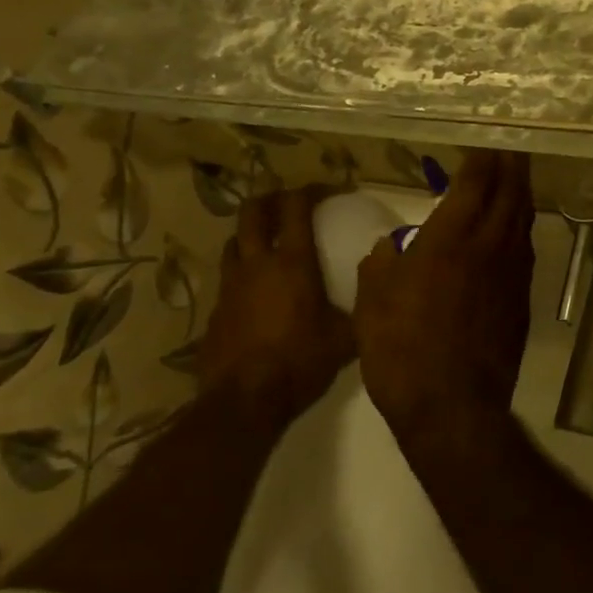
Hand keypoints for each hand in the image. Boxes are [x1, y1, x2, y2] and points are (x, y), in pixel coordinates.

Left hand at [200, 186, 355, 423]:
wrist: (244, 402)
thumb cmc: (301, 361)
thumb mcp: (346, 336)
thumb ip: (362, 306)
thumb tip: (378, 288)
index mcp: (292, 262)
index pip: (297, 207)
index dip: (312, 190)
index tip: (331, 190)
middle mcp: (256, 264)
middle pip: (253, 212)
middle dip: (272, 199)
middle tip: (291, 204)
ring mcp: (230, 287)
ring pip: (234, 242)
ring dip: (252, 234)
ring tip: (270, 245)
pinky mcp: (214, 312)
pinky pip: (228, 279)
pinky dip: (243, 273)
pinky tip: (258, 294)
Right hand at [354, 150, 535, 441]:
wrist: (453, 405)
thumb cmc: (402, 349)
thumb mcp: (373, 303)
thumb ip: (381, 266)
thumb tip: (388, 248)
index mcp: (451, 238)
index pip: (476, 182)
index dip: (484, 158)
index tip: (488, 140)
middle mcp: (489, 245)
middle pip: (510, 192)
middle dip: (513, 165)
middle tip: (513, 146)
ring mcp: (512, 271)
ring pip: (522, 219)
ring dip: (521, 193)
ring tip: (517, 178)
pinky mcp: (522, 297)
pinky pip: (525, 249)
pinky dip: (520, 228)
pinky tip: (513, 231)